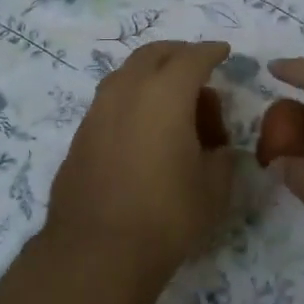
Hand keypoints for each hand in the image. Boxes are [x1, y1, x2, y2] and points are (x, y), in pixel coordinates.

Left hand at [44, 41, 239, 285]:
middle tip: (197, 69)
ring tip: (171, 100)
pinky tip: (142, 127)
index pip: (192, 58)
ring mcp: (97, 111)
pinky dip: (131, 99)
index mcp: (165, 94)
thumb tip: (217, 149)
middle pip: (153, 54)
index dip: (211, 52)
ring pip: (126, 74)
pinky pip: (111, 101)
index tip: (223, 52)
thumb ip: (221, 157)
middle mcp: (127, 91)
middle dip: (178, 55)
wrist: (97, 251)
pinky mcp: (80, 134)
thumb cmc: (166, 216)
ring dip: (150, 75)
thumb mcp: (214, 189)